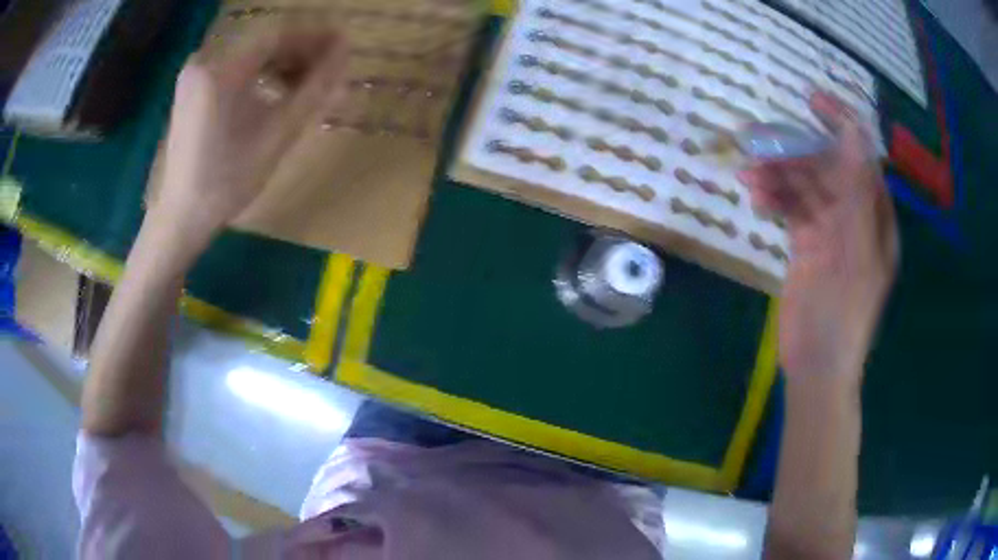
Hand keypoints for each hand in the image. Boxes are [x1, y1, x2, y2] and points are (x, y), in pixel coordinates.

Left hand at [154, 27, 347, 237]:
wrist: (183, 215)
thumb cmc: (228, 181)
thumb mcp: (277, 134)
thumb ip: (314, 89)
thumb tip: (345, 53)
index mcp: (221, 71)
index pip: (277, 36)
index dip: (314, 37)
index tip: (344, 44)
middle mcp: (205, 61)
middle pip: (263, 44)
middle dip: (299, 52)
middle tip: (330, 69)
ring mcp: (196, 74)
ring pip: (250, 55)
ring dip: (281, 64)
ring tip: (307, 84)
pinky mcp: (193, 87)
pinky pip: (235, 68)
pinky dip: (259, 74)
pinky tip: (276, 91)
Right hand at [739, 92, 898, 385]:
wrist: (816, 366)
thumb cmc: (844, 315)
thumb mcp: (855, 252)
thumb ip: (855, 192)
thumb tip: (853, 133)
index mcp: (875, 216)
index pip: (861, 158)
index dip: (841, 125)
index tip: (812, 100)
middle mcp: (855, 217)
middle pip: (827, 169)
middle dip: (796, 154)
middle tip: (760, 141)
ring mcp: (830, 231)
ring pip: (805, 187)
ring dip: (779, 176)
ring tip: (749, 174)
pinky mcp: (807, 246)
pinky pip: (792, 209)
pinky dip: (775, 198)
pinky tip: (756, 197)